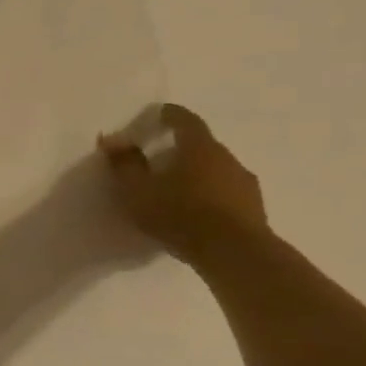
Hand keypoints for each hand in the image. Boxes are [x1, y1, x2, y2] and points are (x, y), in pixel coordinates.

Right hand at [98, 104, 267, 261]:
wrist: (234, 252)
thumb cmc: (179, 214)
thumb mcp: (138, 190)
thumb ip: (124, 165)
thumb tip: (112, 140)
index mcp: (199, 148)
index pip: (185, 121)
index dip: (170, 115)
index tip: (159, 113)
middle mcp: (227, 158)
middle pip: (202, 145)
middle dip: (181, 148)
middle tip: (160, 159)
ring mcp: (244, 182)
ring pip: (216, 169)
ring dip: (197, 173)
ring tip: (177, 190)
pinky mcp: (254, 207)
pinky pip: (226, 192)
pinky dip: (210, 194)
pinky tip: (196, 212)